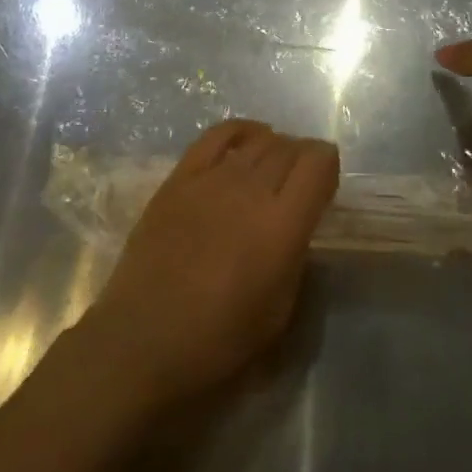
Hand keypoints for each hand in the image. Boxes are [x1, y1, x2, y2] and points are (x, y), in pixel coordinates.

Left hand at [79, 120, 338, 410]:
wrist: (142, 340)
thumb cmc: (217, 340)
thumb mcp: (279, 311)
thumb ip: (296, 256)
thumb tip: (297, 223)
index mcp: (281, 225)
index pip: (318, 163)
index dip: (329, 166)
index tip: (326, 184)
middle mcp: (250, 190)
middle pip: (289, 147)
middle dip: (303, 158)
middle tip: (300, 181)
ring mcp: (212, 178)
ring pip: (258, 140)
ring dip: (275, 148)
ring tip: (273, 167)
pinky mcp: (180, 176)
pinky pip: (217, 135)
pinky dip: (241, 131)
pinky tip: (248, 141)